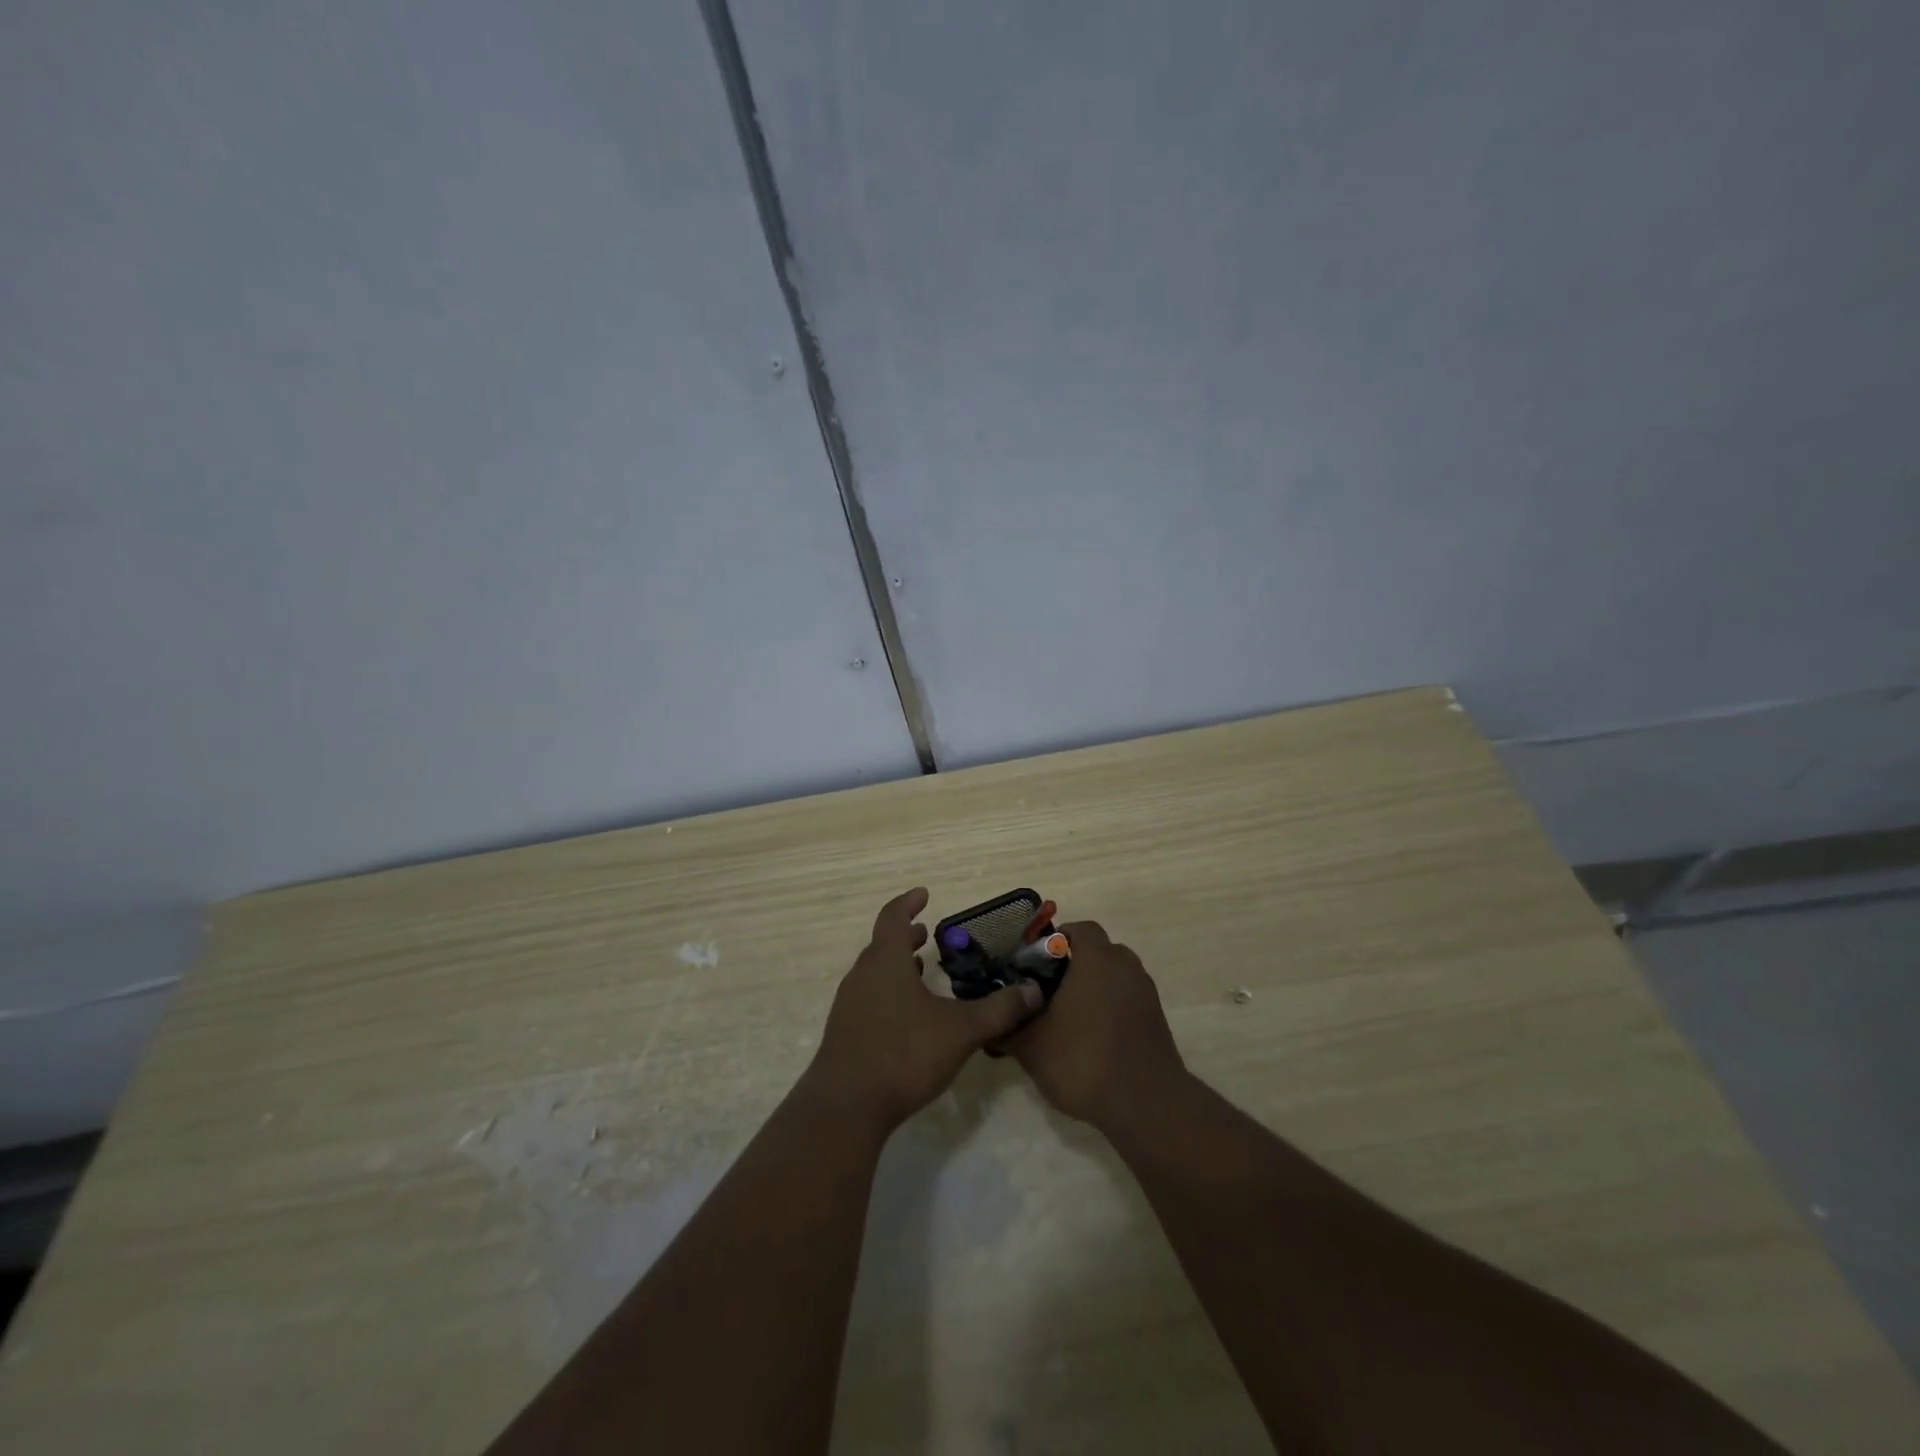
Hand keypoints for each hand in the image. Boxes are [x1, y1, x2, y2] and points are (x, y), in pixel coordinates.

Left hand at [807, 888, 1042, 1133]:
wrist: (847, 1106)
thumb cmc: (903, 1053)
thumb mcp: (960, 1031)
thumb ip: (999, 1010)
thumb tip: (1034, 991)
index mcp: (885, 962)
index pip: (892, 917)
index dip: (908, 903)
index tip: (923, 894)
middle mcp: (862, 976)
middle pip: (881, 945)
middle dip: (904, 936)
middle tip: (926, 932)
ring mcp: (849, 1006)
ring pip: (874, 973)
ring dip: (896, 965)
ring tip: (920, 969)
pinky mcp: (845, 1033)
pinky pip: (869, 998)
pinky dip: (889, 992)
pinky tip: (907, 1016)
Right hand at [1009, 920, 1187, 1134]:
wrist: (1146, 1105)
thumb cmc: (1084, 1060)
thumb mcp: (1032, 1047)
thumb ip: (1008, 1028)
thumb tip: (990, 1023)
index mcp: (1096, 960)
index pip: (1080, 929)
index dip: (1058, 939)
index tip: (1038, 961)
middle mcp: (1125, 967)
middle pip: (1100, 950)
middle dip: (1076, 964)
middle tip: (1050, 989)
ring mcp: (1145, 993)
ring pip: (1116, 975)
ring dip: (1096, 986)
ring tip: (1071, 1016)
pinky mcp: (1156, 1019)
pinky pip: (1129, 999)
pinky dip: (1112, 1007)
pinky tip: (1094, 1037)